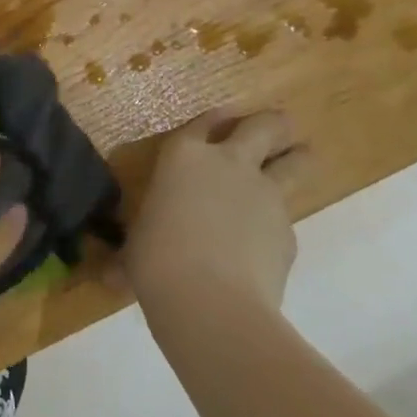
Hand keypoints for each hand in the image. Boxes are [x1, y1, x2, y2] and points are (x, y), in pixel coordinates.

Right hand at [118, 108, 304, 316]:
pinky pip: (287, 220)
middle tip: (280, 127)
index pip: (203, 123)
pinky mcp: (288, 232)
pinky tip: (266, 248)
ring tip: (300, 158)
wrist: (210, 301)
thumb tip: (117, 271)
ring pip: (295, 162)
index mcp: (184, 157)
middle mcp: (229, 164)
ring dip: (297, 158)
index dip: (215, 118)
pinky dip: (278, 227)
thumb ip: (144, 240)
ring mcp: (265, 195)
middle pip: (264, 127)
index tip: (227, 114)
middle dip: (274, 124)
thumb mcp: (139, 243)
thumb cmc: (156, 260)